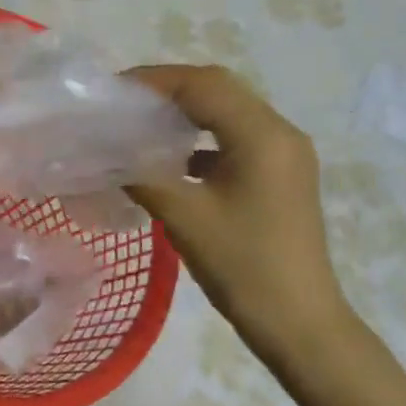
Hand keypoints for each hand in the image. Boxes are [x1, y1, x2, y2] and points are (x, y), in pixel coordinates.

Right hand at [126, 65, 362, 368]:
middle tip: (124, 102)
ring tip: (142, 122)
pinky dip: (203, 138)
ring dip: (187, 111)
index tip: (113, 91)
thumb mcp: (185, 218)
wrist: (301, 324)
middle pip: (220, 90)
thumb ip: (142, 175)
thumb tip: (105, 153)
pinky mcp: (282, 174)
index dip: (155, 80)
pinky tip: (172, 157)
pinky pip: (238, 138)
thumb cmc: (244, 268)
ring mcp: (286, 153)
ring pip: (229, 112)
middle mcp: (281, 132)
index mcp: (263, 136)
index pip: (204, 86)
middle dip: (169, 90)